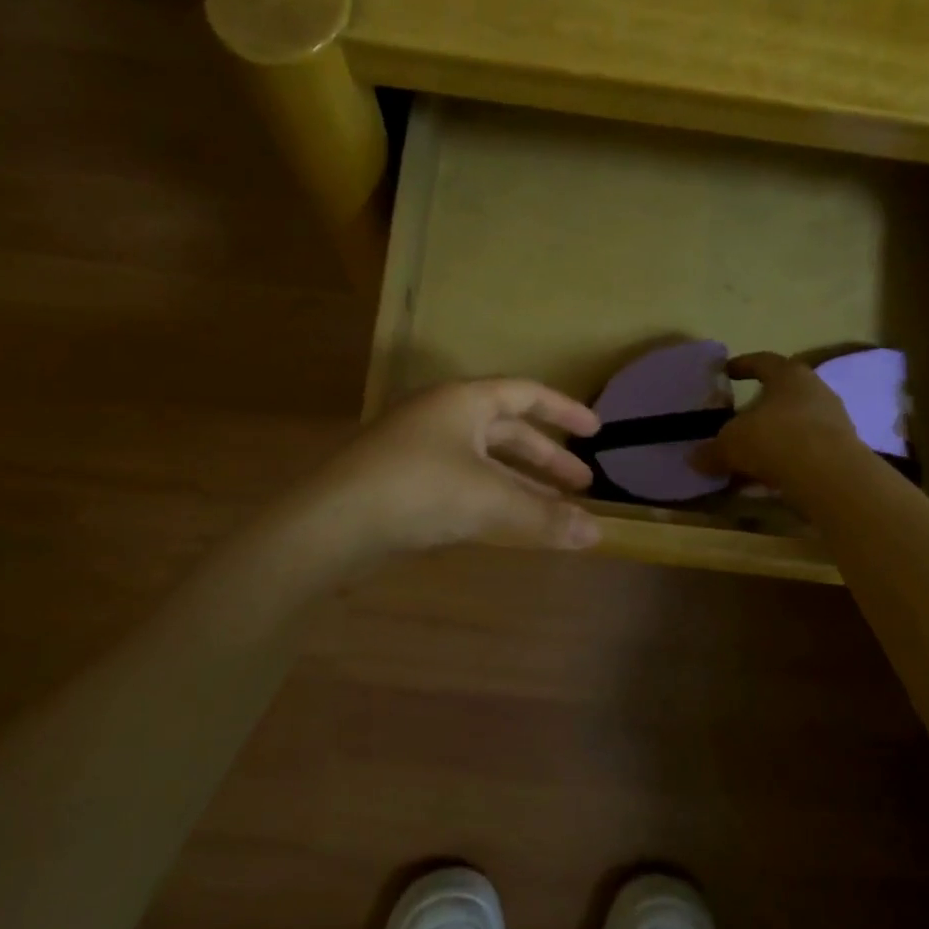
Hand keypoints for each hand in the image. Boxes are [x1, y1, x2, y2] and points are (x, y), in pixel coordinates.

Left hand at [309, 379, 602, 556]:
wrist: (331, 524)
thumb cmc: (418, 490)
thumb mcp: (489, 500)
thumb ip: (544, 516)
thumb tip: (596, 534)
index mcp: (463, 401)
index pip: (526, 393)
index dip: (564, 410)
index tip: (596, 430)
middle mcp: (442, 416)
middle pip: (507, 430)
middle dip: (547, 457)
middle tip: (583, 483)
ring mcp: (420, 449)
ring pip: (485, 461)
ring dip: (521, 482)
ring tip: (556, 509)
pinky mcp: (405, 482)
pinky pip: (463, 482)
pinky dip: (492, 498)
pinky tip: (508, 522)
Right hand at [709, 352, 857, 488]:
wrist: (830, 478)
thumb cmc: (775, 439)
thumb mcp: (731, 444)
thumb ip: (711, 451)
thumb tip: (694, 458)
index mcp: (788, 375)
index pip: (763, 361)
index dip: (743, 365)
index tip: (726, 371)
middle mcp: (816, 391)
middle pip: (782, 395)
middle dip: (759, 409)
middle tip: (737, 420)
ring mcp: (834, 422)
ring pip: (795, 425)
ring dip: (773, 439)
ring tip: (749, 457)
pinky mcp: (842, 452)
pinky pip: (806, 452)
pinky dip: (786, 461)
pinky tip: (767, 479)